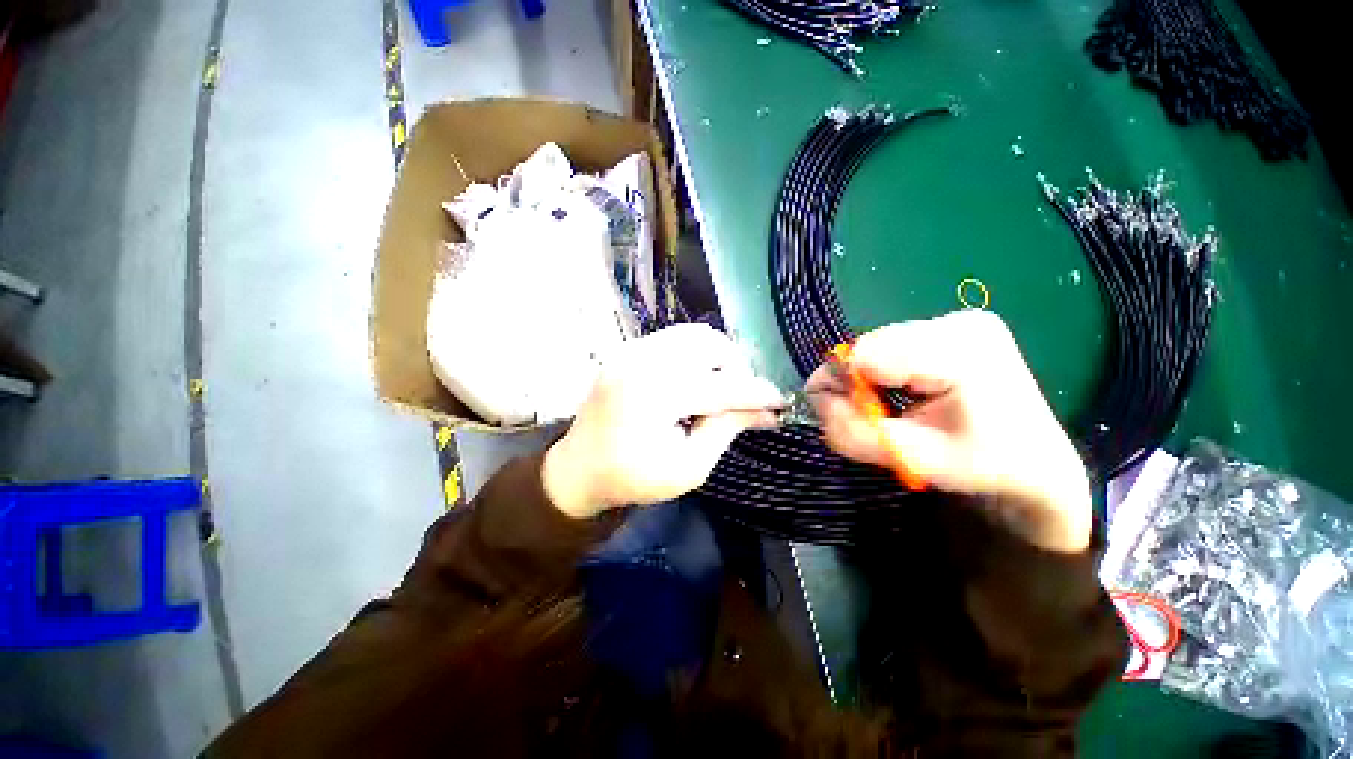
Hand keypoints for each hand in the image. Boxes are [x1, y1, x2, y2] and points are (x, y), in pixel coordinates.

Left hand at [542, 324, 783, 518]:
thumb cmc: (633, 478)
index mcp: (654, 395)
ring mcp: (631, 349)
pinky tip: (696, 379)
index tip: (782, 402)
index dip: (757, 394)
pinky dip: (696, 353)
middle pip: (710, 345)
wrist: (579, 469)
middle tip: (741, 398)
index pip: (721, 387)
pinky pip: (675, 338)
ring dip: (718, 357)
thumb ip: (727, 430)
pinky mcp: (628, 349)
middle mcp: (642, 360)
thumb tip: (766, 412)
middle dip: (736, 369)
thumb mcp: (688, 467)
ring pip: (694, 335)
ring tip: (719, 388)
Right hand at [808, 311, 1091, 552]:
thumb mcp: (913, 459)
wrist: (1038, 462)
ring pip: (877, 345)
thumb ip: (853, 430)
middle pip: (870, 346)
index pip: (868, 354)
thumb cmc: (984, 466)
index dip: (840, 384)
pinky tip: (907, 391)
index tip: (840, 416)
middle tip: (872, 417)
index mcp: (961, 352)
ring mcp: (958, 319)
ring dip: (870, 378)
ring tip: (894, 407)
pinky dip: (885, 371)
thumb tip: (814, 398)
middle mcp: (959, 322)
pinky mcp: (953, 325)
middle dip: (856, 384)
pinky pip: (893, 345)